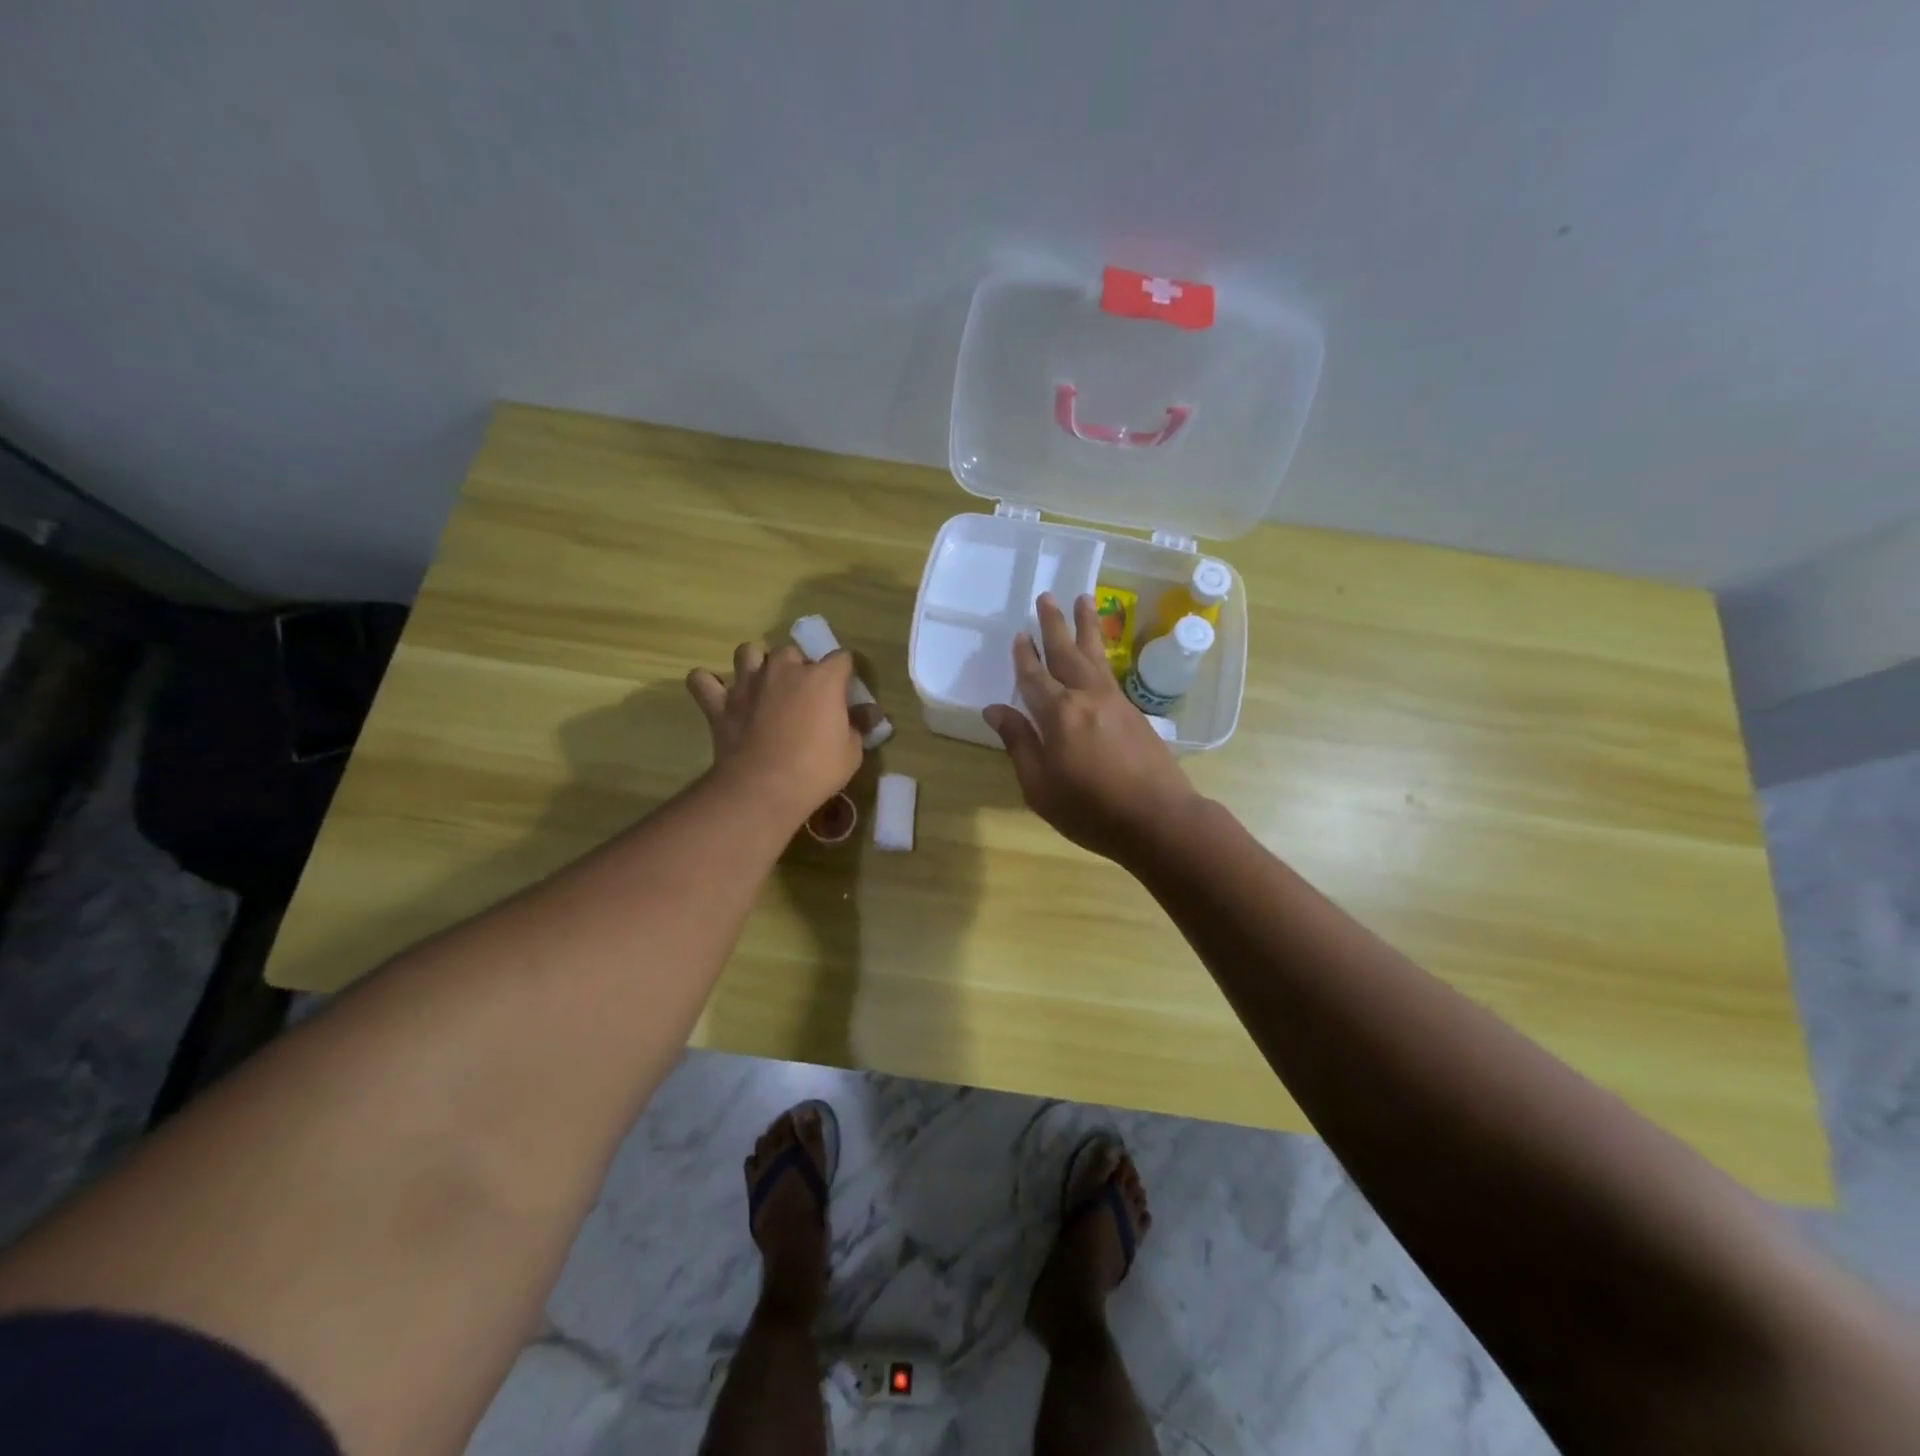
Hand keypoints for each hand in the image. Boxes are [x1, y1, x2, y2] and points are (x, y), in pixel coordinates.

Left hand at [687, 644, 862, 827]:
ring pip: (747, 652)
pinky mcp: (720, 703)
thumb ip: (859, 726)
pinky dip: (708, 685)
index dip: (844, 673)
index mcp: (822, 678)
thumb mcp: (852, 752)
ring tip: (761, 684)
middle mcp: (784, 670)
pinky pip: (702, 680)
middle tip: (801, 693)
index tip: (844, 691)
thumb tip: (870, 713)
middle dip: (797, 666)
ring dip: (755, 663)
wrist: (764, 788)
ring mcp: (748, 683)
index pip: (841, 658)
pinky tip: (717, 695)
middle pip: (791, 651)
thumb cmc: (816, 769)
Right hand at [984, 593, 1201, 864]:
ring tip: (1083, 599)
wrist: (1158, 819)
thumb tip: (995, 710)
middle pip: (1066, 653)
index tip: (1018, 636)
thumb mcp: (1040, 786)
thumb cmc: (1091, 810)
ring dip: (1085, 626)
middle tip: (1047, 596)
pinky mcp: (1134, 712)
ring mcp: (1114, 701)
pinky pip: (1110, 671)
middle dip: (1054, 625)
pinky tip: (1098, 653)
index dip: (1024, 657)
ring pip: (1095, 655)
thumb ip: (1019, 743)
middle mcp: (1086, 697)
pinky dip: (1101, 653)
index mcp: (1058, 714)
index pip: (1034, 677)